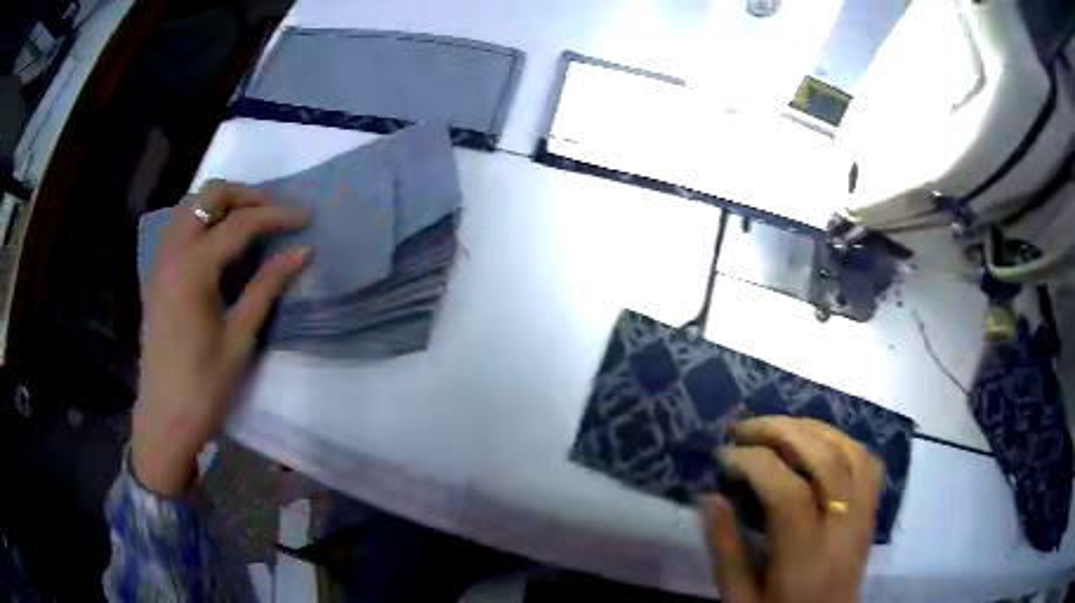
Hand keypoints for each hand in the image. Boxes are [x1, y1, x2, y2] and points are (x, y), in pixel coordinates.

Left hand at [132, 181, 309, 496]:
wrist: (164, 418)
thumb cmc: (204, 387)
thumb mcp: (239, 339)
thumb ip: (266, 287)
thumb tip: (301, 252)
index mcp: (193, 269)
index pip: (240, 223)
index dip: (277, 215)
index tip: (306, 217)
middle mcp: (173, 252)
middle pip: (210, 195)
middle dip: (246, 195)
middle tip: (274, 213)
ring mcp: (160, 261)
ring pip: (191, 206)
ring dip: (223, 204)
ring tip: (250, 223)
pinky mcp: (156, 274)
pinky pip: (180, 227)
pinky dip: (203, 221)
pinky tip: (218, 243)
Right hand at [699, 417, 882, 602]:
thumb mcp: (738, 596)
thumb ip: (725, 547)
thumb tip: (708, 494)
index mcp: (805, 557)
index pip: (788, 492)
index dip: (753, 462)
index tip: (722, 454)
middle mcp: (843, 529)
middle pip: (825, 460)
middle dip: (781, 432)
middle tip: (744, 428)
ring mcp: (864, 517)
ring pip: (851, 452)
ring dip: (812, 429)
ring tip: (776, 427)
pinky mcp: (872, 513)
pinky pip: (867, 463)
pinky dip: (841, 441)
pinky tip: (817, 441)